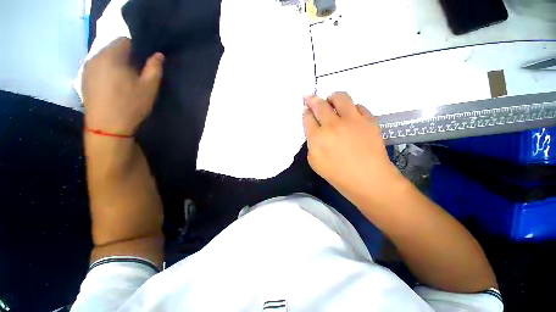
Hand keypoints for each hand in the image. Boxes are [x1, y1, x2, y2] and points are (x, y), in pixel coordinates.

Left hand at [82, 37, 163, 135]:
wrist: (107, 126)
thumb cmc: (130, 104)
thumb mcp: (149, 87)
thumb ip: (155, 68)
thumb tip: (159, 55)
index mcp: (111, 56)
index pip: (124, 41)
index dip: (137, 50)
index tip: (143, 64)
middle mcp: (95, 57)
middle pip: (113, 48)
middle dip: (126, 57)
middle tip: (136, 74)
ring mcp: (87, 68)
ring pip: (104, 58)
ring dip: (116, 65)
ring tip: (124, 81)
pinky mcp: (83, 79)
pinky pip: (98, 68)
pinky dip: (107, 72)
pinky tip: (113, 87)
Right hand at [303, 92, 399, 195]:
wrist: (368, 179)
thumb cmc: (338, 175)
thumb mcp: (315, 162)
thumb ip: (311, 143)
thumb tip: (314, 131)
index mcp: (317, 137)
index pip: (308, 118)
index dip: (305, 112)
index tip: (305, 109)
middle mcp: (333, 125)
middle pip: (319, 104)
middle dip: (312, 99)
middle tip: (309, 98)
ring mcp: (352, 120)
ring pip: (340, 97)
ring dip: (332, 98)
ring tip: (331, 101)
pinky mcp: (369, 120)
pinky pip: (358, 106)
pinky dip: (352, 108)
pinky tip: (350, 116)